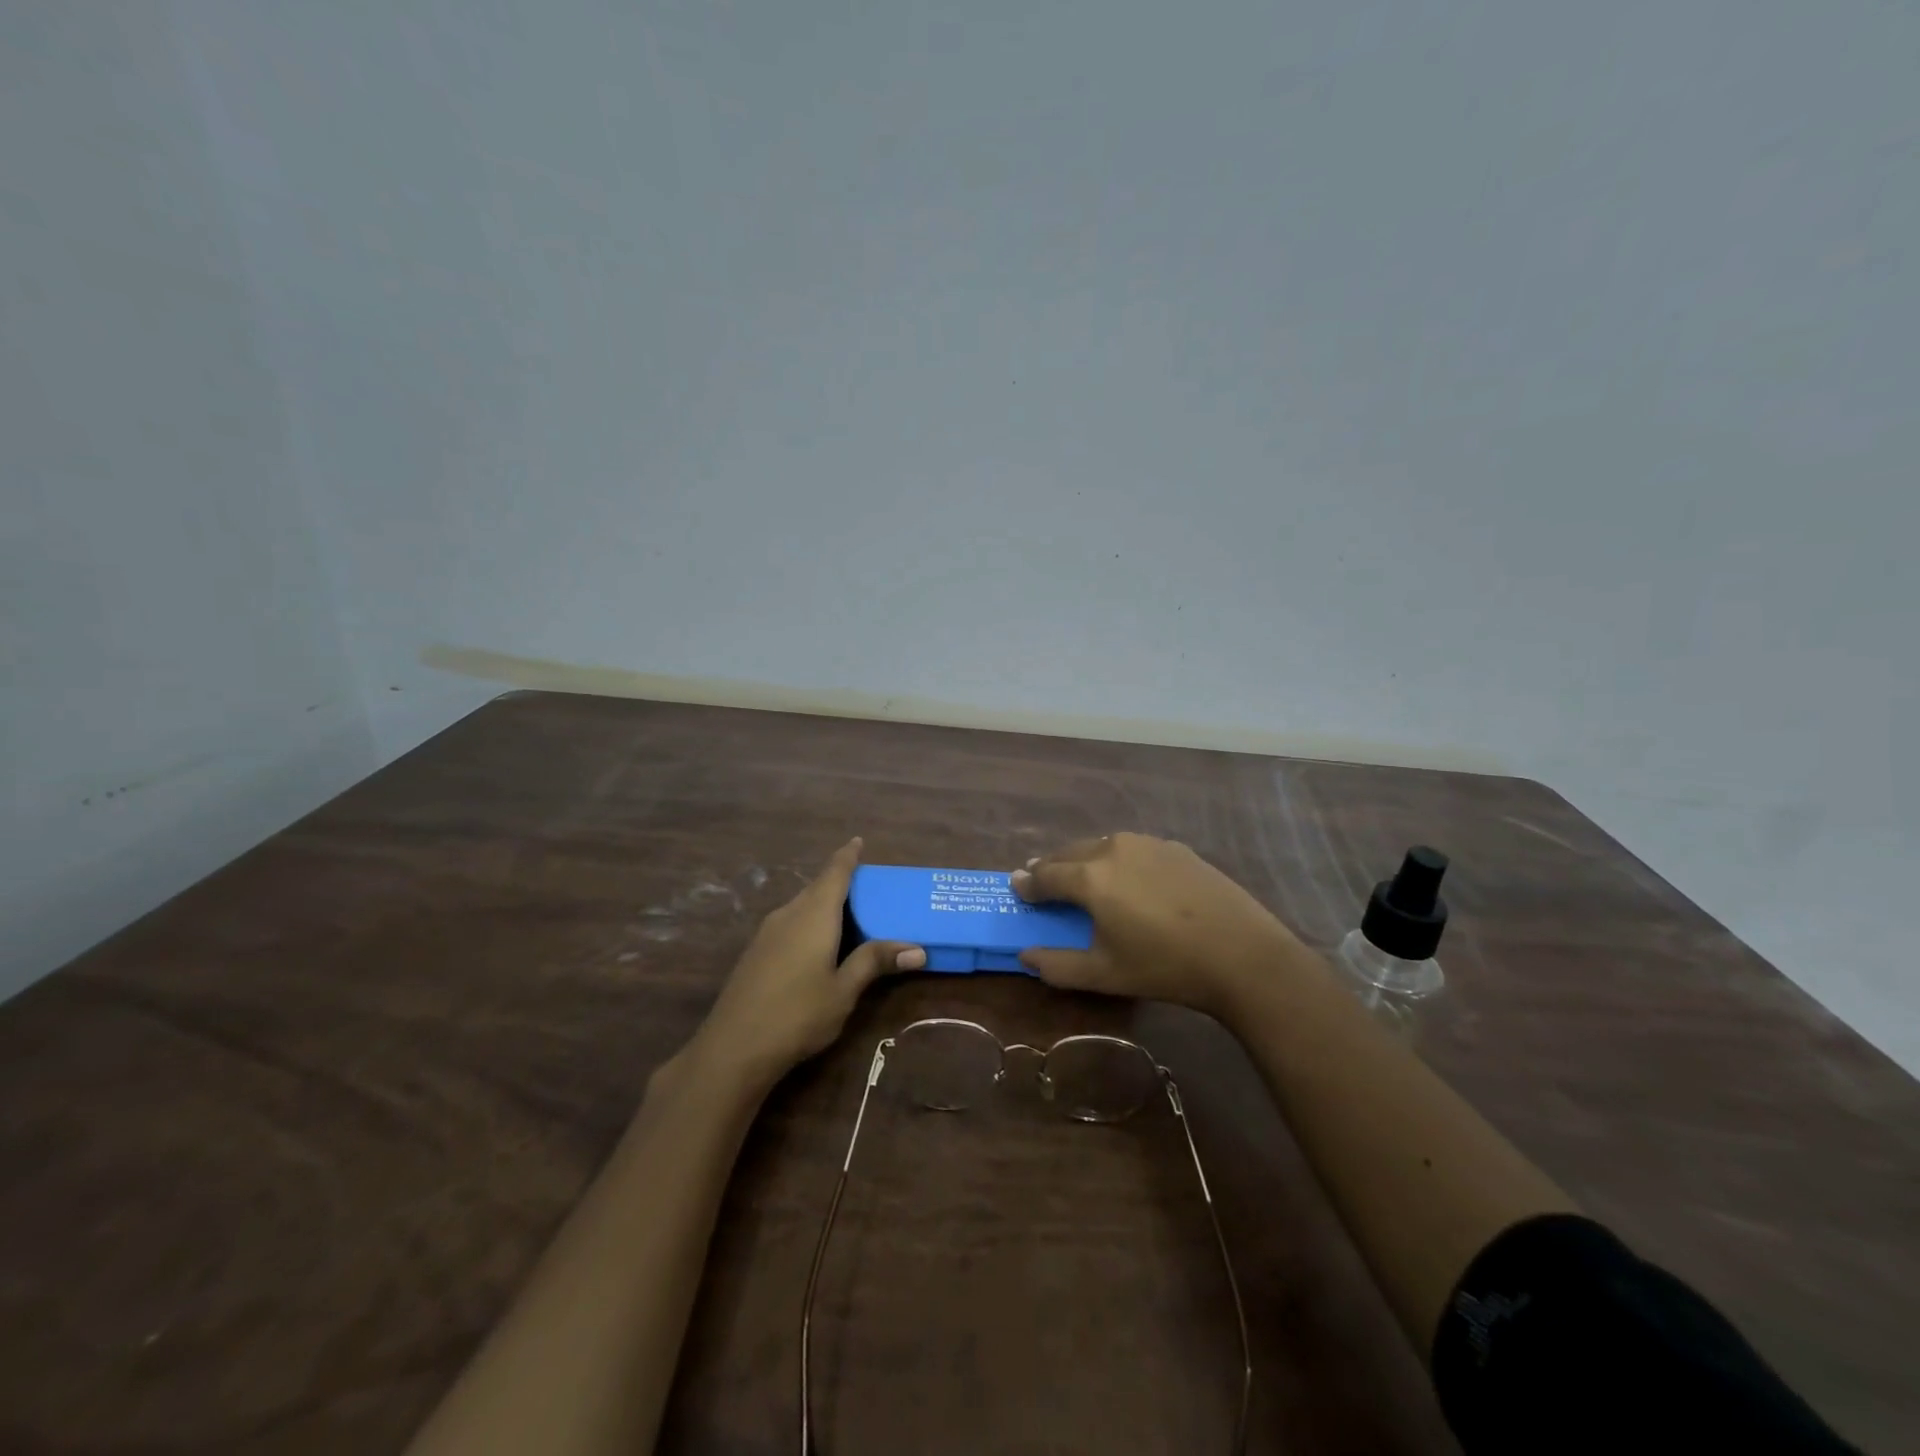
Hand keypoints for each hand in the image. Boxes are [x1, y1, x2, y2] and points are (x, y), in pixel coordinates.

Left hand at [690, 838, 922, 1088]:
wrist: (733, 1049)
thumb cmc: (797, 1014)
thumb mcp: (844, 990)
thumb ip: (875, 962)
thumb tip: (917, 949)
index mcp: (813, 915)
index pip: (834, 873)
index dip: (848, 856)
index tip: (858, 841)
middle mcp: (788, 914)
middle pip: (817, 888)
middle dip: (840, 882)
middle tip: (868, 887)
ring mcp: (767, 933)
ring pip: (801, 906)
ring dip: (824, 904)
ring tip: (849, 914)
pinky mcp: (756, 953)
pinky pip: (790, 923)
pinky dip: (809, 921)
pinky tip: (818, 944)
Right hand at [1011, 832, 1310, 1018]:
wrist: (1242, 954)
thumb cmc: (1165, 967)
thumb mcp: (1104, 974)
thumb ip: (1057, 965)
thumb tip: (1025, 955)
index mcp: (1090, 877)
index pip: (1045, 874)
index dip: (1028, 883)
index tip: (1016, 887)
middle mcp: (1112, 848)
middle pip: (1070, 852)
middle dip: (1052, 867)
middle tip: (1043, 882)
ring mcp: (1147, 844)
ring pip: (1101, 845)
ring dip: (1084, 859)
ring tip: (1083, 877)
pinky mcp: (1175, 848)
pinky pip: (1133, 848)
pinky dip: (1118, 859)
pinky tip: (1130, 879)